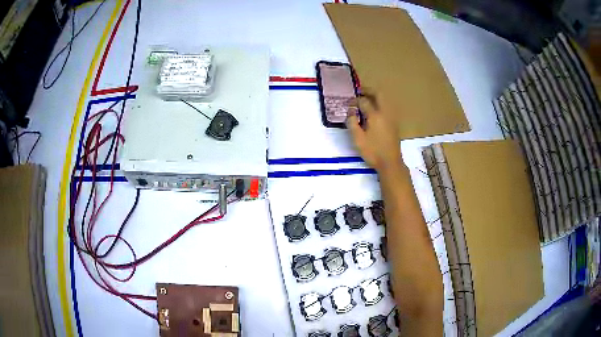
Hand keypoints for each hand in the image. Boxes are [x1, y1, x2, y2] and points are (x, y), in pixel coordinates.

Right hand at [346, 91, 402, 173]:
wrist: (390, 163)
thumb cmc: (373, 152)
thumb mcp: (358, 139)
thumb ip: (352, 123)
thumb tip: (350, 112)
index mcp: (375, 116)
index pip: (364, 101)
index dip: (355, 100)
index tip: (348, 104)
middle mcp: (385, 113)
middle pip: (379, 95)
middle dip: (369, 91)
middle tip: (360, 92)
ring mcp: (391, 118)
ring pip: (384, 100)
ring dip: (375, 97)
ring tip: (366, 100)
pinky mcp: (394, 124)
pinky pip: (386, 108)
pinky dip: (379, 104)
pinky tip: (373, 112)